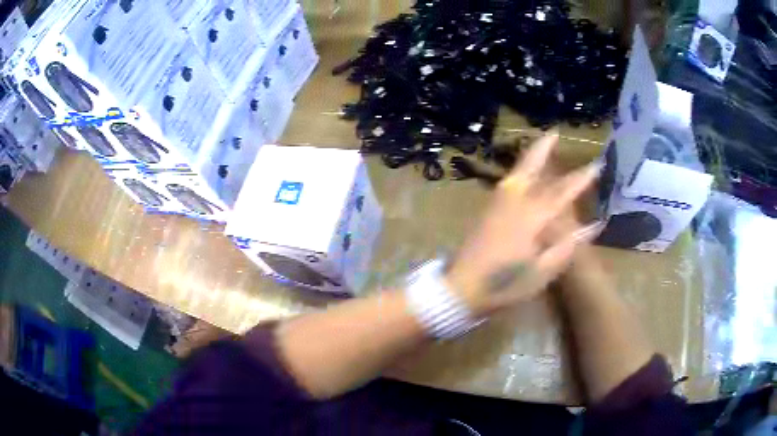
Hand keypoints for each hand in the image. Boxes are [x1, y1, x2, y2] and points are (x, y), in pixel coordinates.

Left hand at [445, 132, 603, 315]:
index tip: (596, 164)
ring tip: (541, 145)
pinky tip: (523, 173)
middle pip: (531, 167)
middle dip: (543, 148)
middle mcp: (514, 202)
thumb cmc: (504, 284)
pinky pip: (507, 182)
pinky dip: (519, 171)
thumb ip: (566, 247)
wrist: (460, 287)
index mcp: (531, 218)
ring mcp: (496, 204)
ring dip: (530, 156)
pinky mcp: (486, 210)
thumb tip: (593, 226)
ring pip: (516, 172)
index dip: (580, 178)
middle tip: (554, 132)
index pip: (562, 192)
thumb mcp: (541, 273)